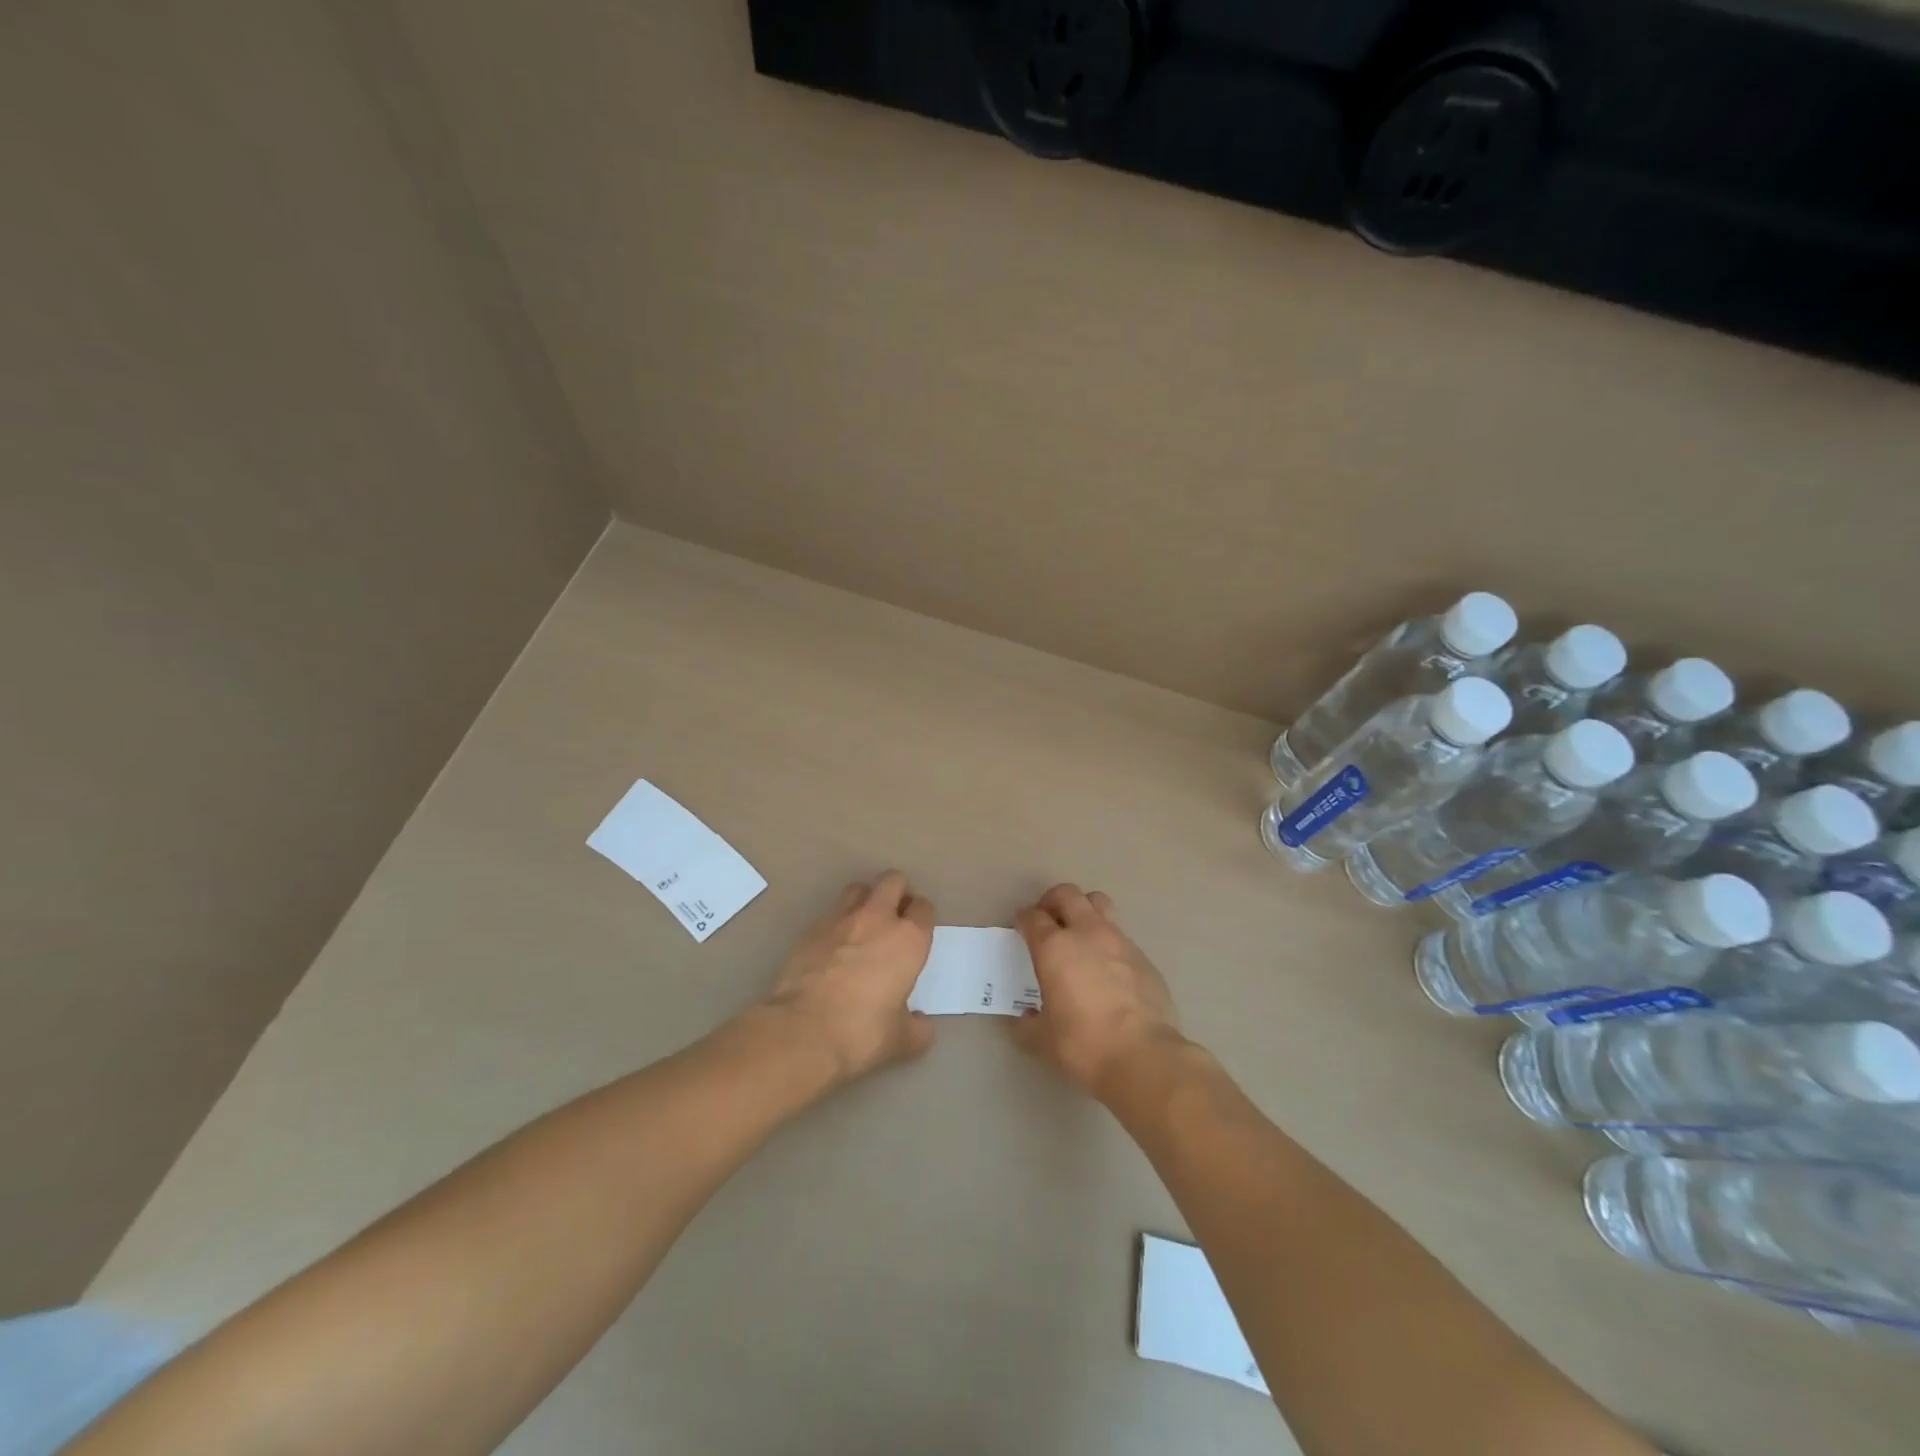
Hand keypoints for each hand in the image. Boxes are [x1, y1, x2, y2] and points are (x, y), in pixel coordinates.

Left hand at [762, 872, 935, 1082]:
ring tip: (863, 925)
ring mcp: (840, 919)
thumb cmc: (862, 1033)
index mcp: (908, 939)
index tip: (917, 932)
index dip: (922, 917)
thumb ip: (918, 1028)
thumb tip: (921, 1024)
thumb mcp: (901, 1040)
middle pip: (892, 881)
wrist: (803, 1031)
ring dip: (865, 900)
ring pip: (859, 889)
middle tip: (894, 916)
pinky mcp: (810, 929)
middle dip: (897, 892)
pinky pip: (830, 913)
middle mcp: (877, 919)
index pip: (924, 908)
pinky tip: (833, 947)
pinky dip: (837, 923)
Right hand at [1012, 884, 1181, 1099]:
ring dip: (1085, 909)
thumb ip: (1027, 1024)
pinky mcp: (1143, 957)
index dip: (1023, 919)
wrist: (1143, 1056)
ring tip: (1080, 932)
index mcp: (1054, 948)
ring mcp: (1119, 941)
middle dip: (1053, 901)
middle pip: (1067, 894)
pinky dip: (1109, 942)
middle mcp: (1086, 933)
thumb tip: (1023, 1018)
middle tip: (1048, 919)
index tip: (1020, 927)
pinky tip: (1108, 968)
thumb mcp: (1043, 1039)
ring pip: (1099, 903)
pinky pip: (1121, 936)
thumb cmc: (1083, 1044)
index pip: (1033, 917)